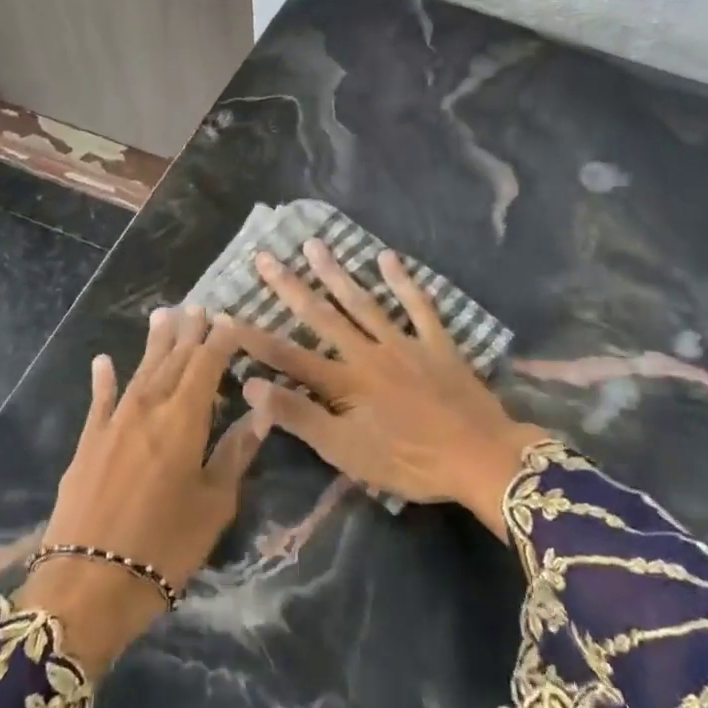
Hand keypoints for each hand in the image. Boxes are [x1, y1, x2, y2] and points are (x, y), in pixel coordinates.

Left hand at [17, 306, 267, 675]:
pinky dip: (104, 379)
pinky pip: (99, 401)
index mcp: (184, 419)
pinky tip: (104, 361)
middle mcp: (148, 408)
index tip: (230, 319)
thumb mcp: (215, 505)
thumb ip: (236, 453)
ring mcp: (113, 423)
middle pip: (173, 360)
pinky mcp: (88, 443)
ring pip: (140, 371)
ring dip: (154, 343)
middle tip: (198, 307)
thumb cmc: (165, 547)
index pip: (206, 365)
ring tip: (163, 314)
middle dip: (189, 333)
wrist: (88, 584)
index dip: (219, 340)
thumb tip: (261, 412)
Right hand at [231, 241, 543, 538]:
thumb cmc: (410, 462)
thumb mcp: (347, 453)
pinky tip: (387, 258)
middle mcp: (369, 353)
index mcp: (345, 383)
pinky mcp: (437, 343)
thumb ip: (300, 418)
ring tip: (314, 245)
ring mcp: (404, 343)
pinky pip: (418, 306)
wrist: (481, 458)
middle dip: (290, 287)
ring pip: (364, 303)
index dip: (255, 337)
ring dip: (336, 274)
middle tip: (265, 257)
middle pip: (322, 316)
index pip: (289, 357)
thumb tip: (252, 385)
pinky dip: (404, 282)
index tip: (226, 314)